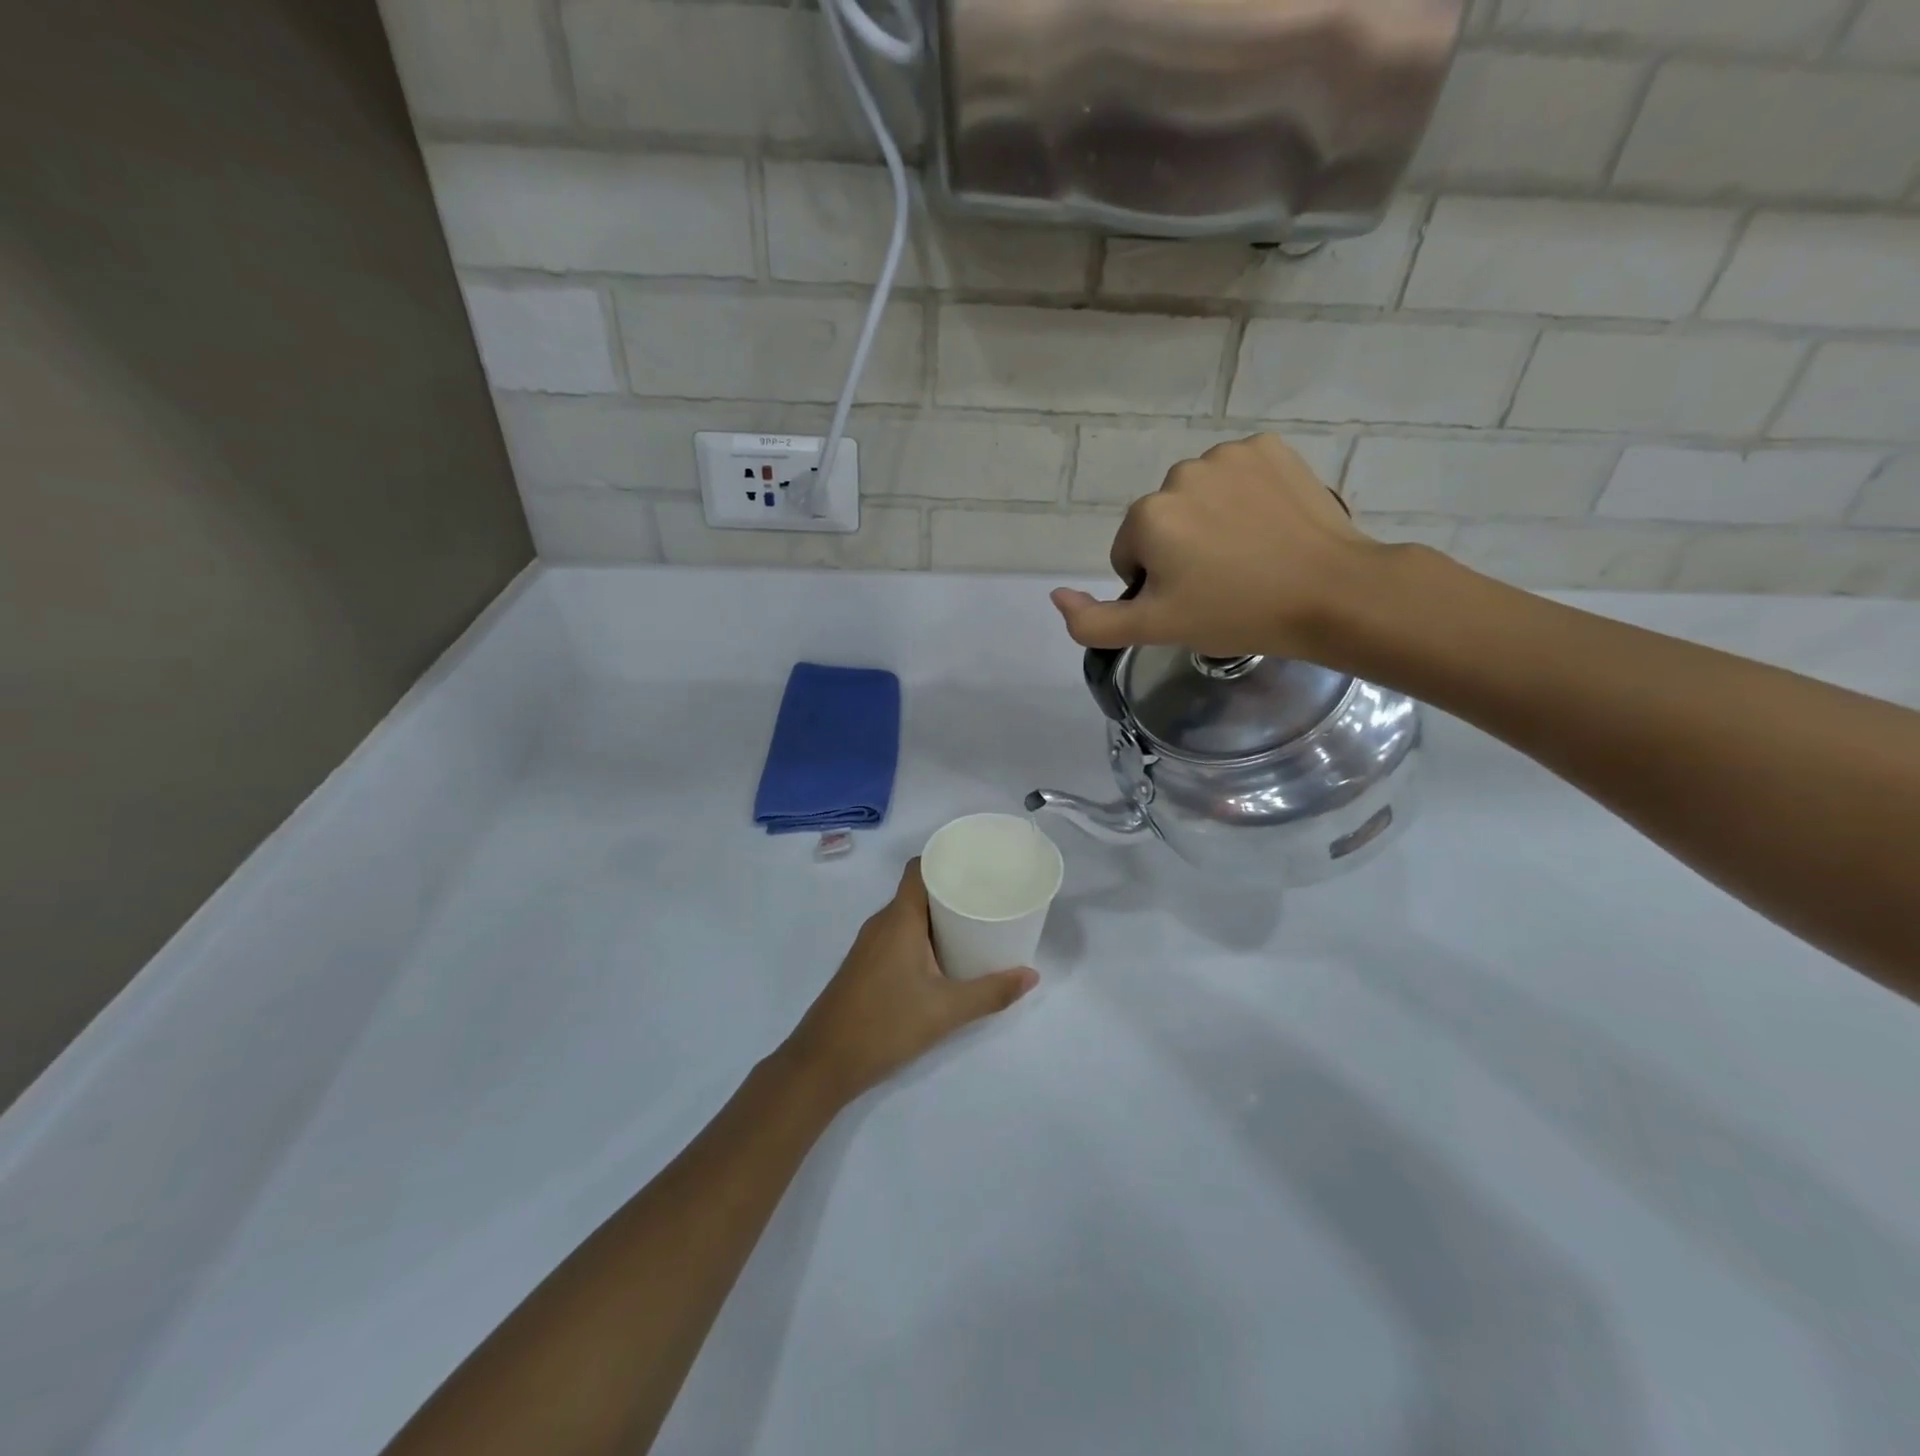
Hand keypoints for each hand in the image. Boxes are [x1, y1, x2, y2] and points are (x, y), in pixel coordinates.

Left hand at [781, 858, 1037, 1105]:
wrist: (823, 1063)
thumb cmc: (885, 1025)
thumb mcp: (946, 1010)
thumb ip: (991, 992)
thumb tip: (1031, 975)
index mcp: (899, 919)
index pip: (919, 868)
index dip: (946, 859)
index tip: (979, 863)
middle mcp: (881, 923)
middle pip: (918, 891)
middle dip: (952, 890)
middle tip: (990, 896)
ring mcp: (869, 945)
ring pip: (908, 916)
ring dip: (938, 916)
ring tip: (975, 923)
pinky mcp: (865, 966)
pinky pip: (899, 935)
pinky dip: (923, 936)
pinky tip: (945, 957)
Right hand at [1050, 433, 1389, 663]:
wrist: (1331, 593)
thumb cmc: (1237, 614)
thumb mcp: (1156, 629)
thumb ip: (1093, 620)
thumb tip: (1056, 595)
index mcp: (1148, 516)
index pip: (1130, 555)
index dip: (1156, 585)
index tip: (1193, 601)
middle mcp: (1179, 474)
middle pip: (1162, 522)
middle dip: (1180, 550)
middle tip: (1221, 582)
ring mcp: (1228, 455)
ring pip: (1198, 497)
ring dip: (1210, 522)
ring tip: (1249, 555)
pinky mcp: (1269, 448)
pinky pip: (1237, 475)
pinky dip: (1245, 496)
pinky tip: (1269, 525)